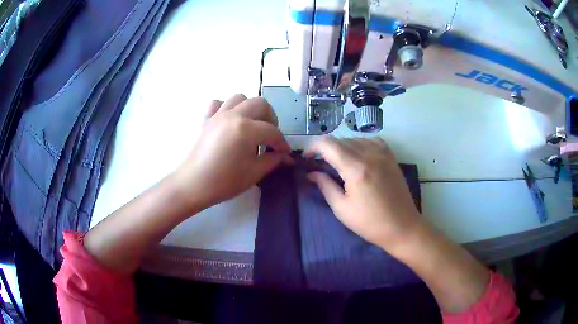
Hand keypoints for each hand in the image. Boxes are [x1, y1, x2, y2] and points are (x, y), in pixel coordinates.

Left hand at [170, 94, 291, 214]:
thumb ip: (273, 160)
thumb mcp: (254, 173)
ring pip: (240, 98)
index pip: (272, 131)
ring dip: (250, 108)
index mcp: (246, 129)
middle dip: (270, 118)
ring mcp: (218, 114)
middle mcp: (233, 115)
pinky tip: (230, 121)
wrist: (193, 185)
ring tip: (252, 125)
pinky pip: (218, 104)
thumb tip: (286, 156)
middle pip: (260, 104)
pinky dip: (227, 107)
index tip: (284, 153)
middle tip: (270, 136)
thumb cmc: (224, 181)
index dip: (281, 143)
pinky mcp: (206, 119)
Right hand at [305, 137, 420, 251]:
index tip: (307, 158)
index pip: (328, 144)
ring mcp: (382, 153)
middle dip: (326, 149)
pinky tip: (358, 156)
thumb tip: (311, 173)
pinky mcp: (391, 157)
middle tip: (320, 164)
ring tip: (338, 162)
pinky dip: (359, 144)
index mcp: (355, 168)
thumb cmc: (370, 223)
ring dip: (342, 147)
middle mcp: (369, 154)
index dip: (313, 147)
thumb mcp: (342, 208)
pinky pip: (370, 141)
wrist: (402, 226)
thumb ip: (325, 186)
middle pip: (340, 140)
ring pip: (355, 139)